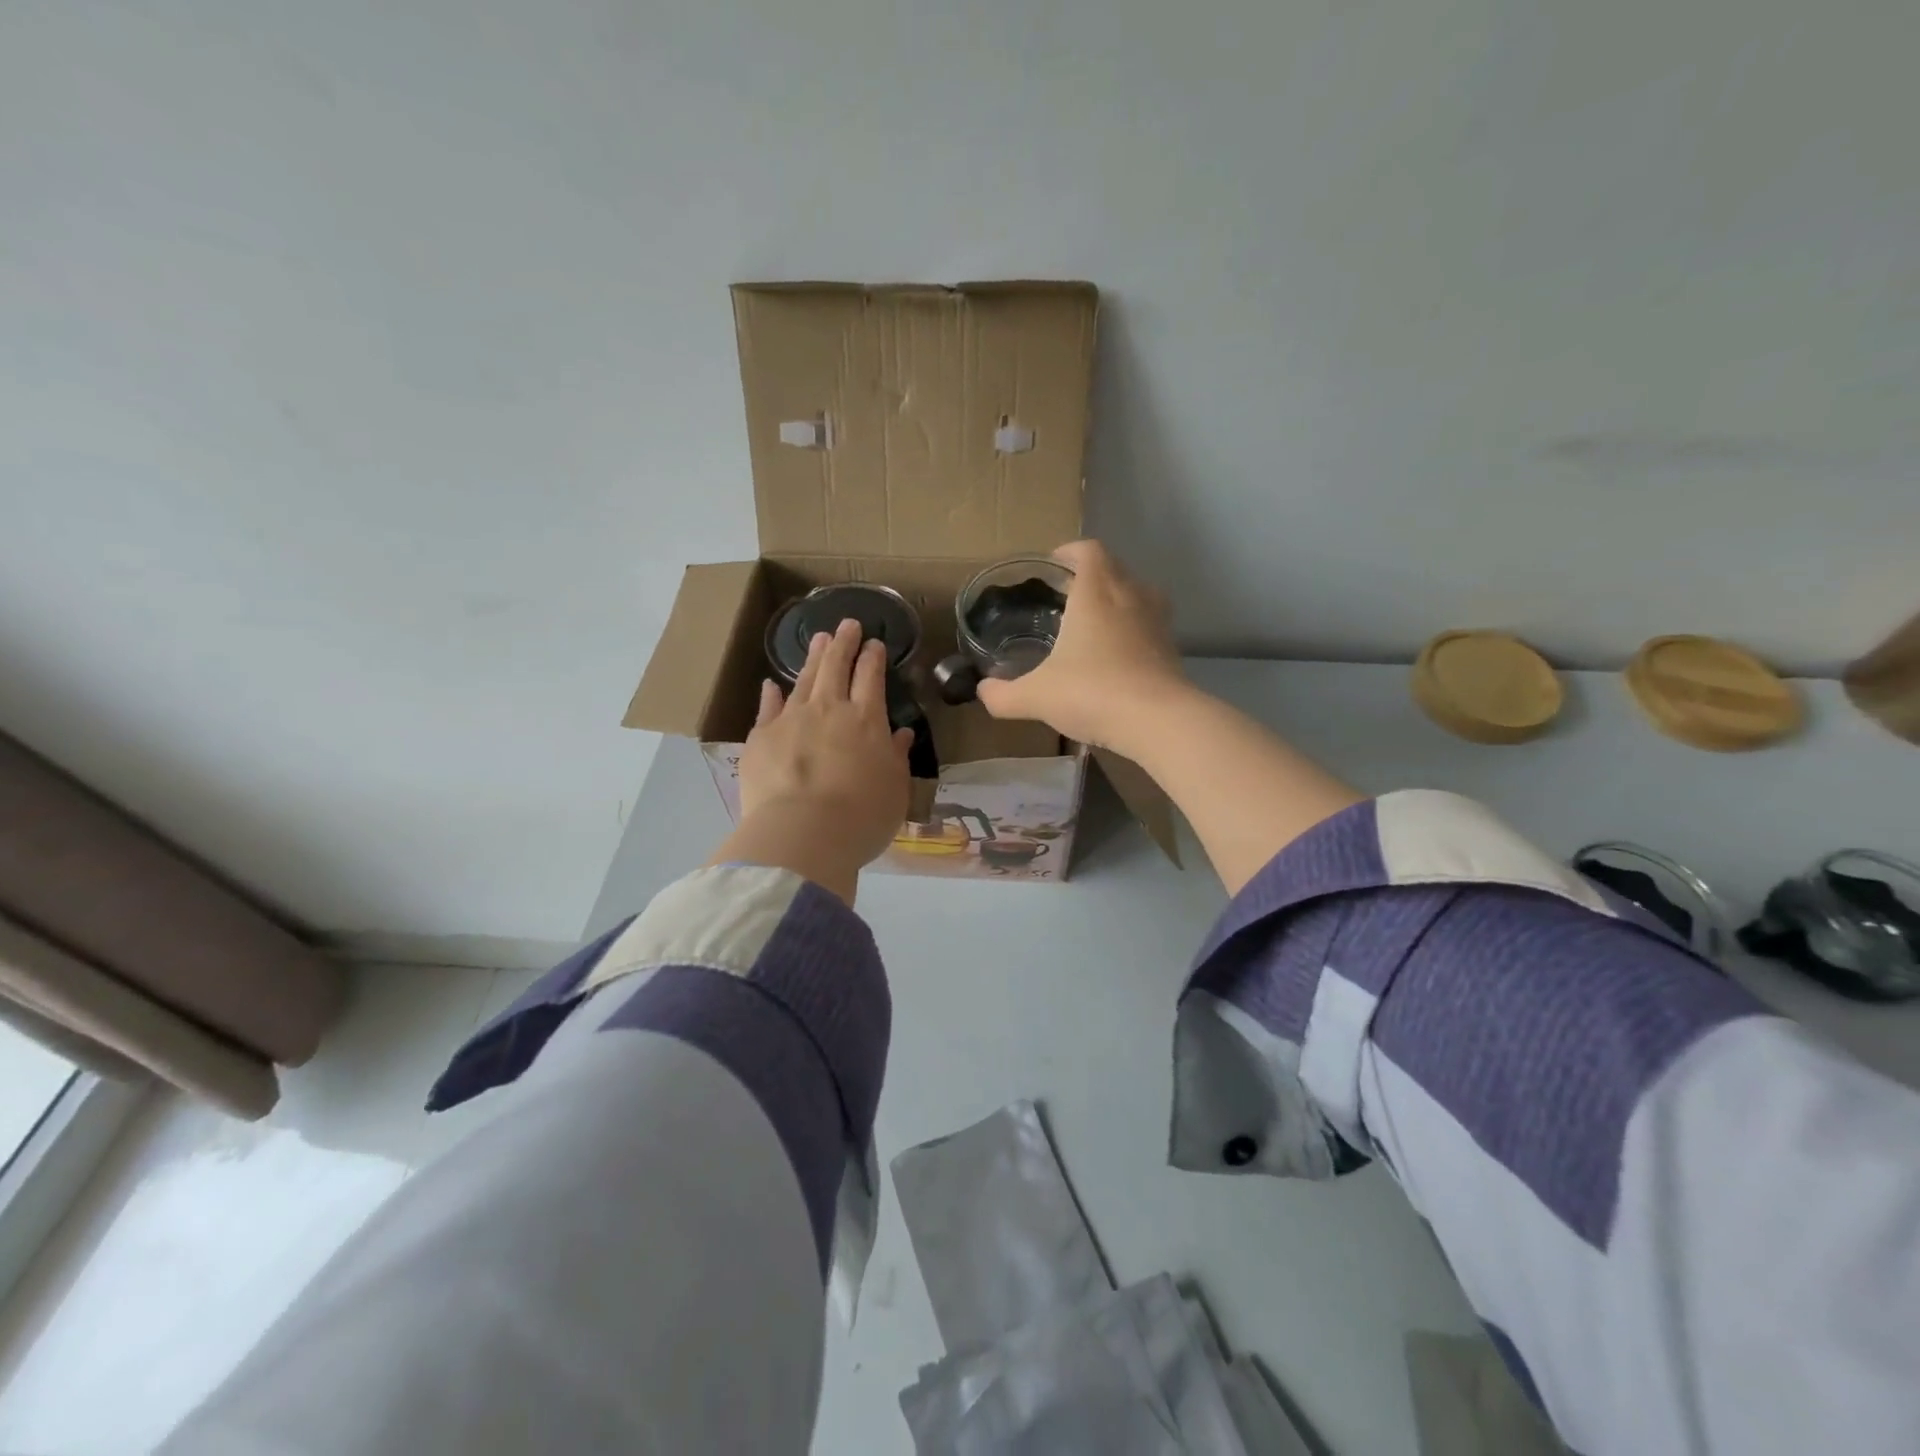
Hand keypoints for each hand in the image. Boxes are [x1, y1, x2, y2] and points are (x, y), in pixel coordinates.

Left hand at [714, 618, 913, 902]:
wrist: (802, 833)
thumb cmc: (861, 817)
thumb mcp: (894, 790)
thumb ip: (896, 757)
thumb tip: (900, 734)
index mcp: (867, 720)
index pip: (871, 677)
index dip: (873, 658)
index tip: (874, 643)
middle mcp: (829, 710)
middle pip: (836, 666)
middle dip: (844, 643)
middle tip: (847, 624)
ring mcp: (791, 720)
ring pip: (803, 679)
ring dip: (813, 658)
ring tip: (819, 639)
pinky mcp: (760, 738)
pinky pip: (767, 708)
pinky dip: (771, 694)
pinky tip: (771, 684)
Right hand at [976, 539, 1187, 751]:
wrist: (1159, 721)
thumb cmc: (1092, 693)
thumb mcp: (1036, 697)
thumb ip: (1003, 695)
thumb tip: (982, 691)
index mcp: (1096, 594)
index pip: (1088, 551)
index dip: (1070, 552)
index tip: (1053, 565)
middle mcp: (1130, 597)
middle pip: (1114, 568)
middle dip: (1091, 575)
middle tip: (1066, 596)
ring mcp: (1157, 622)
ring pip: (1138, 594)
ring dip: (1117, 599)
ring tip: (1095, 622)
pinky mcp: (1172, 649)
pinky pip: (1150, 626)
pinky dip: (1134, 630)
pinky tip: (1117, 657)